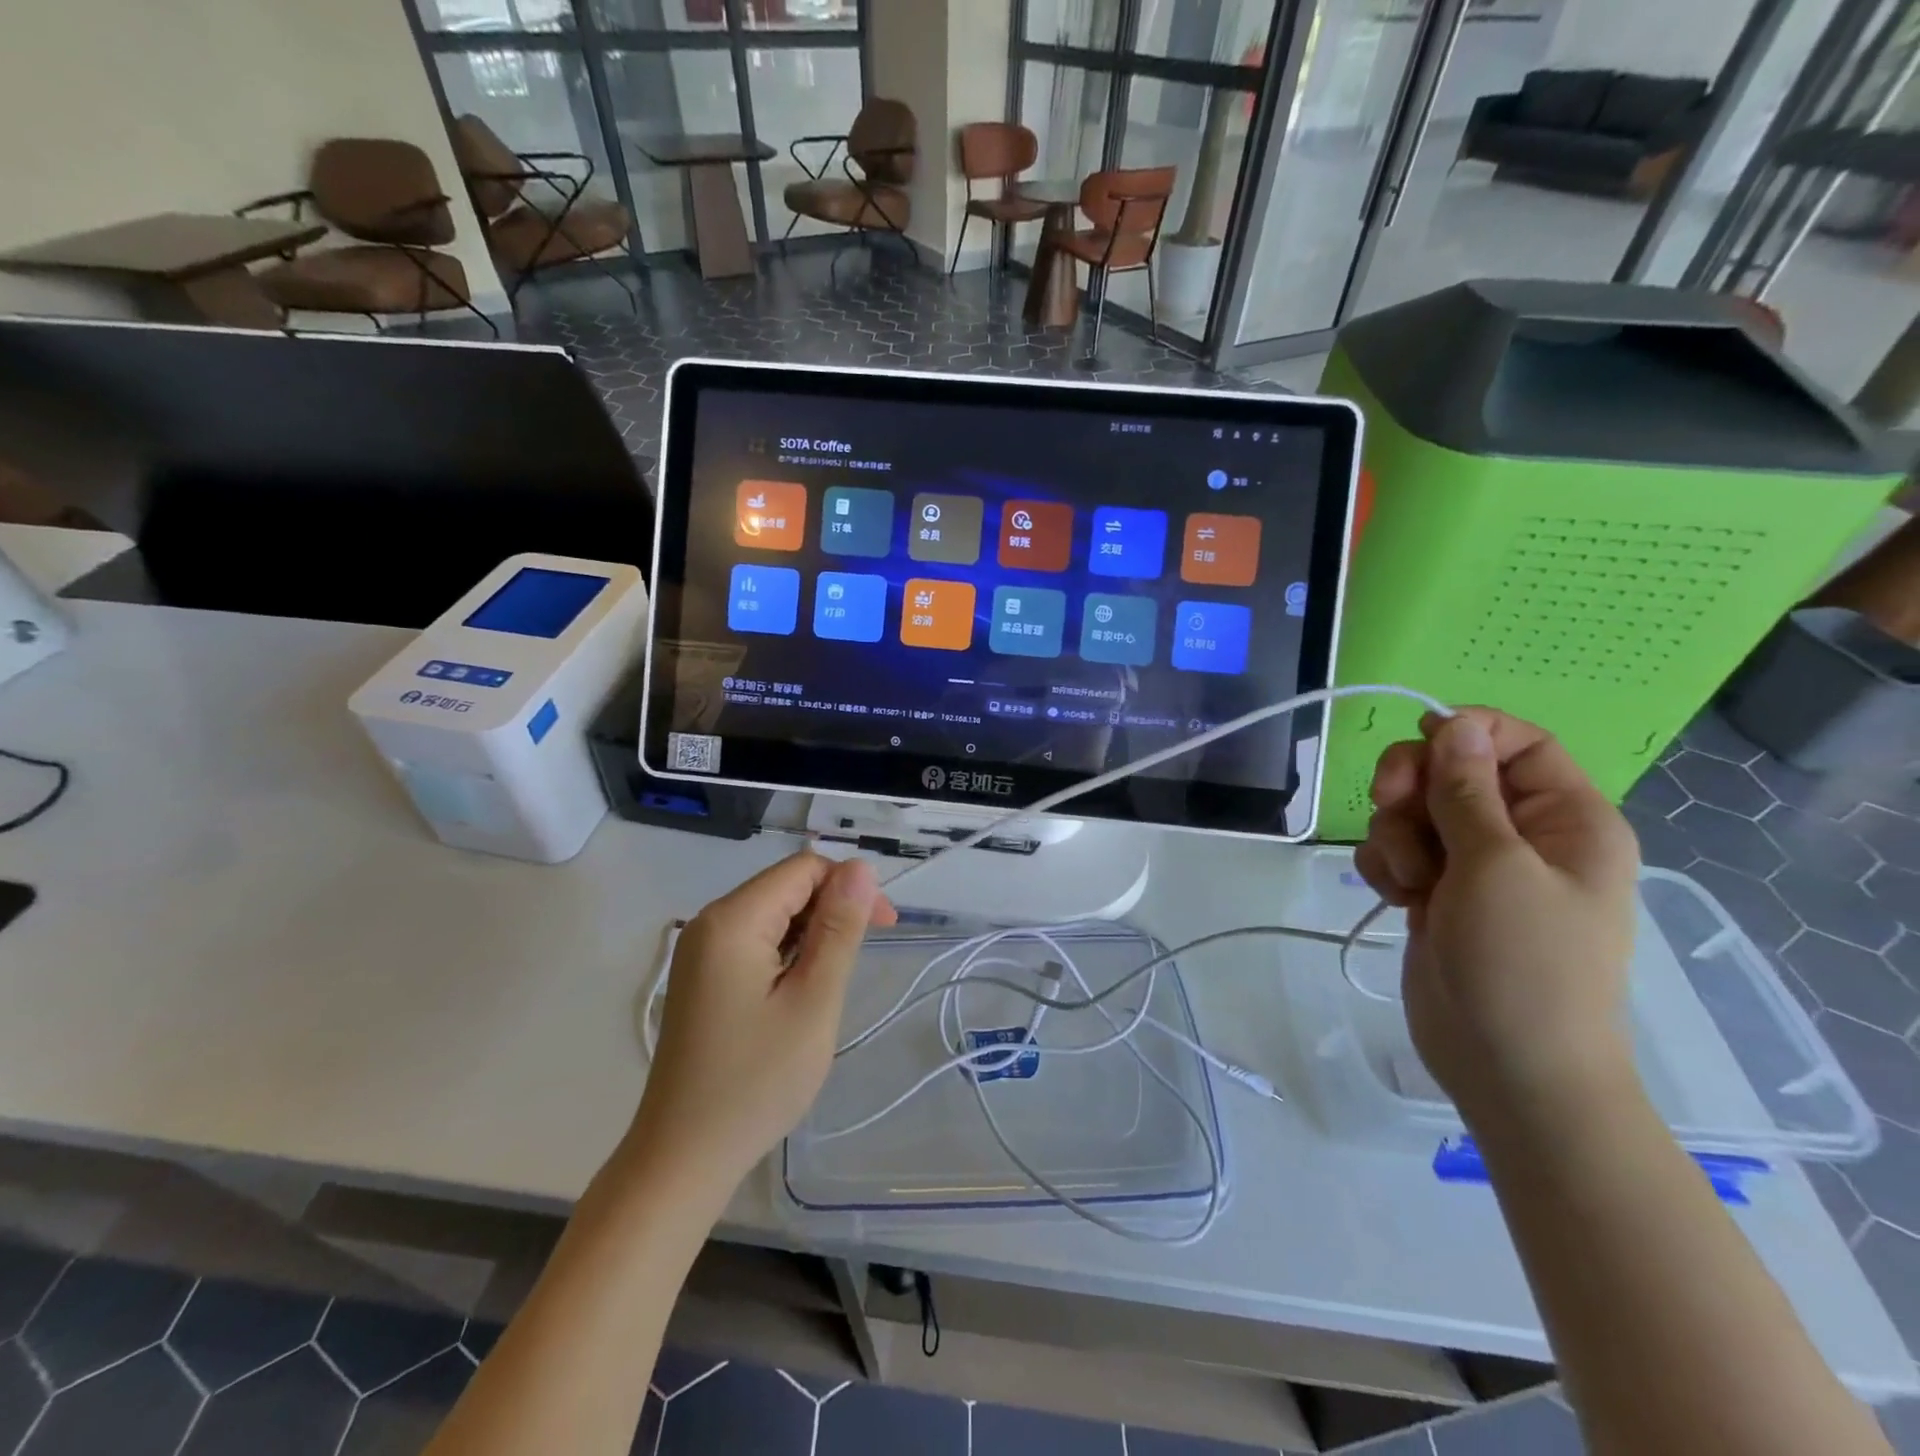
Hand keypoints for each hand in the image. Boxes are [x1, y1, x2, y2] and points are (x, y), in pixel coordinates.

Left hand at [626, 852, 895, 1197]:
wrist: (683, 1158)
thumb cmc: (756, 1082)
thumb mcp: (813, 1001)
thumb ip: (839, 929)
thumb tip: (860, 868)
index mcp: (733, 920)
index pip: (804, 868)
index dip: (850, 886)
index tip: (885, 926)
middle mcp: (709, 922)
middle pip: (786, 887)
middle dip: (831, 910)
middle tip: (859, 963)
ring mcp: (701, 951)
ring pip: (773, 915)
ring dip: (811, 935)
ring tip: (827, 986)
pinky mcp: (702, 977)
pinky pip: (755, 942)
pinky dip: (787, 955)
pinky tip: (798, 993)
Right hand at [1354, 709, 1640, 1124]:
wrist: (1507, 1067)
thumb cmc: (1522, 963)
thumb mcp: (1494, 866)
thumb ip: (1467, 789)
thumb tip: (1454, 723)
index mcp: (1565, 818)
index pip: (1515, 741)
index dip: (1464, 733)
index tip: (1417, 748)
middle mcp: (1522, 834)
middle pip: (1451, 771)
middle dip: (1413, 787)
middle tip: (1389, 806)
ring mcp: (1476, 866)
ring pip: (1413, 812)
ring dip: (1396, 836)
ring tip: (1411, 883)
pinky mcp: (1437, 893)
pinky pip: (1396, 851)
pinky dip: (1386, 866)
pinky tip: (1395, 898)